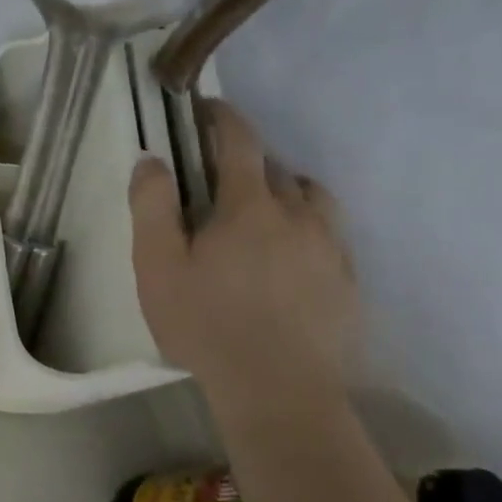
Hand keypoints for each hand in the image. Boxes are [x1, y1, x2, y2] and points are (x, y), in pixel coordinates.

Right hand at [130, 100, 359, 414]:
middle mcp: (299, 216)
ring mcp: (331, 250)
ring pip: (313, 199)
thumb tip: (152, 161)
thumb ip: (152, 207)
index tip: (208, 108)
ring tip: (264, 213)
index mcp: (250, 207)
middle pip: (277, 169)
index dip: (223, 118)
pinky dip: (308, 229)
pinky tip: (291, 259)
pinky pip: (331, 236)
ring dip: (287, 191)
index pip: (239, 142)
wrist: (279, 393)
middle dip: (249, 162)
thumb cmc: (206, 325)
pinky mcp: (349, 283)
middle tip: (220, 181)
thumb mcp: (158, 267)